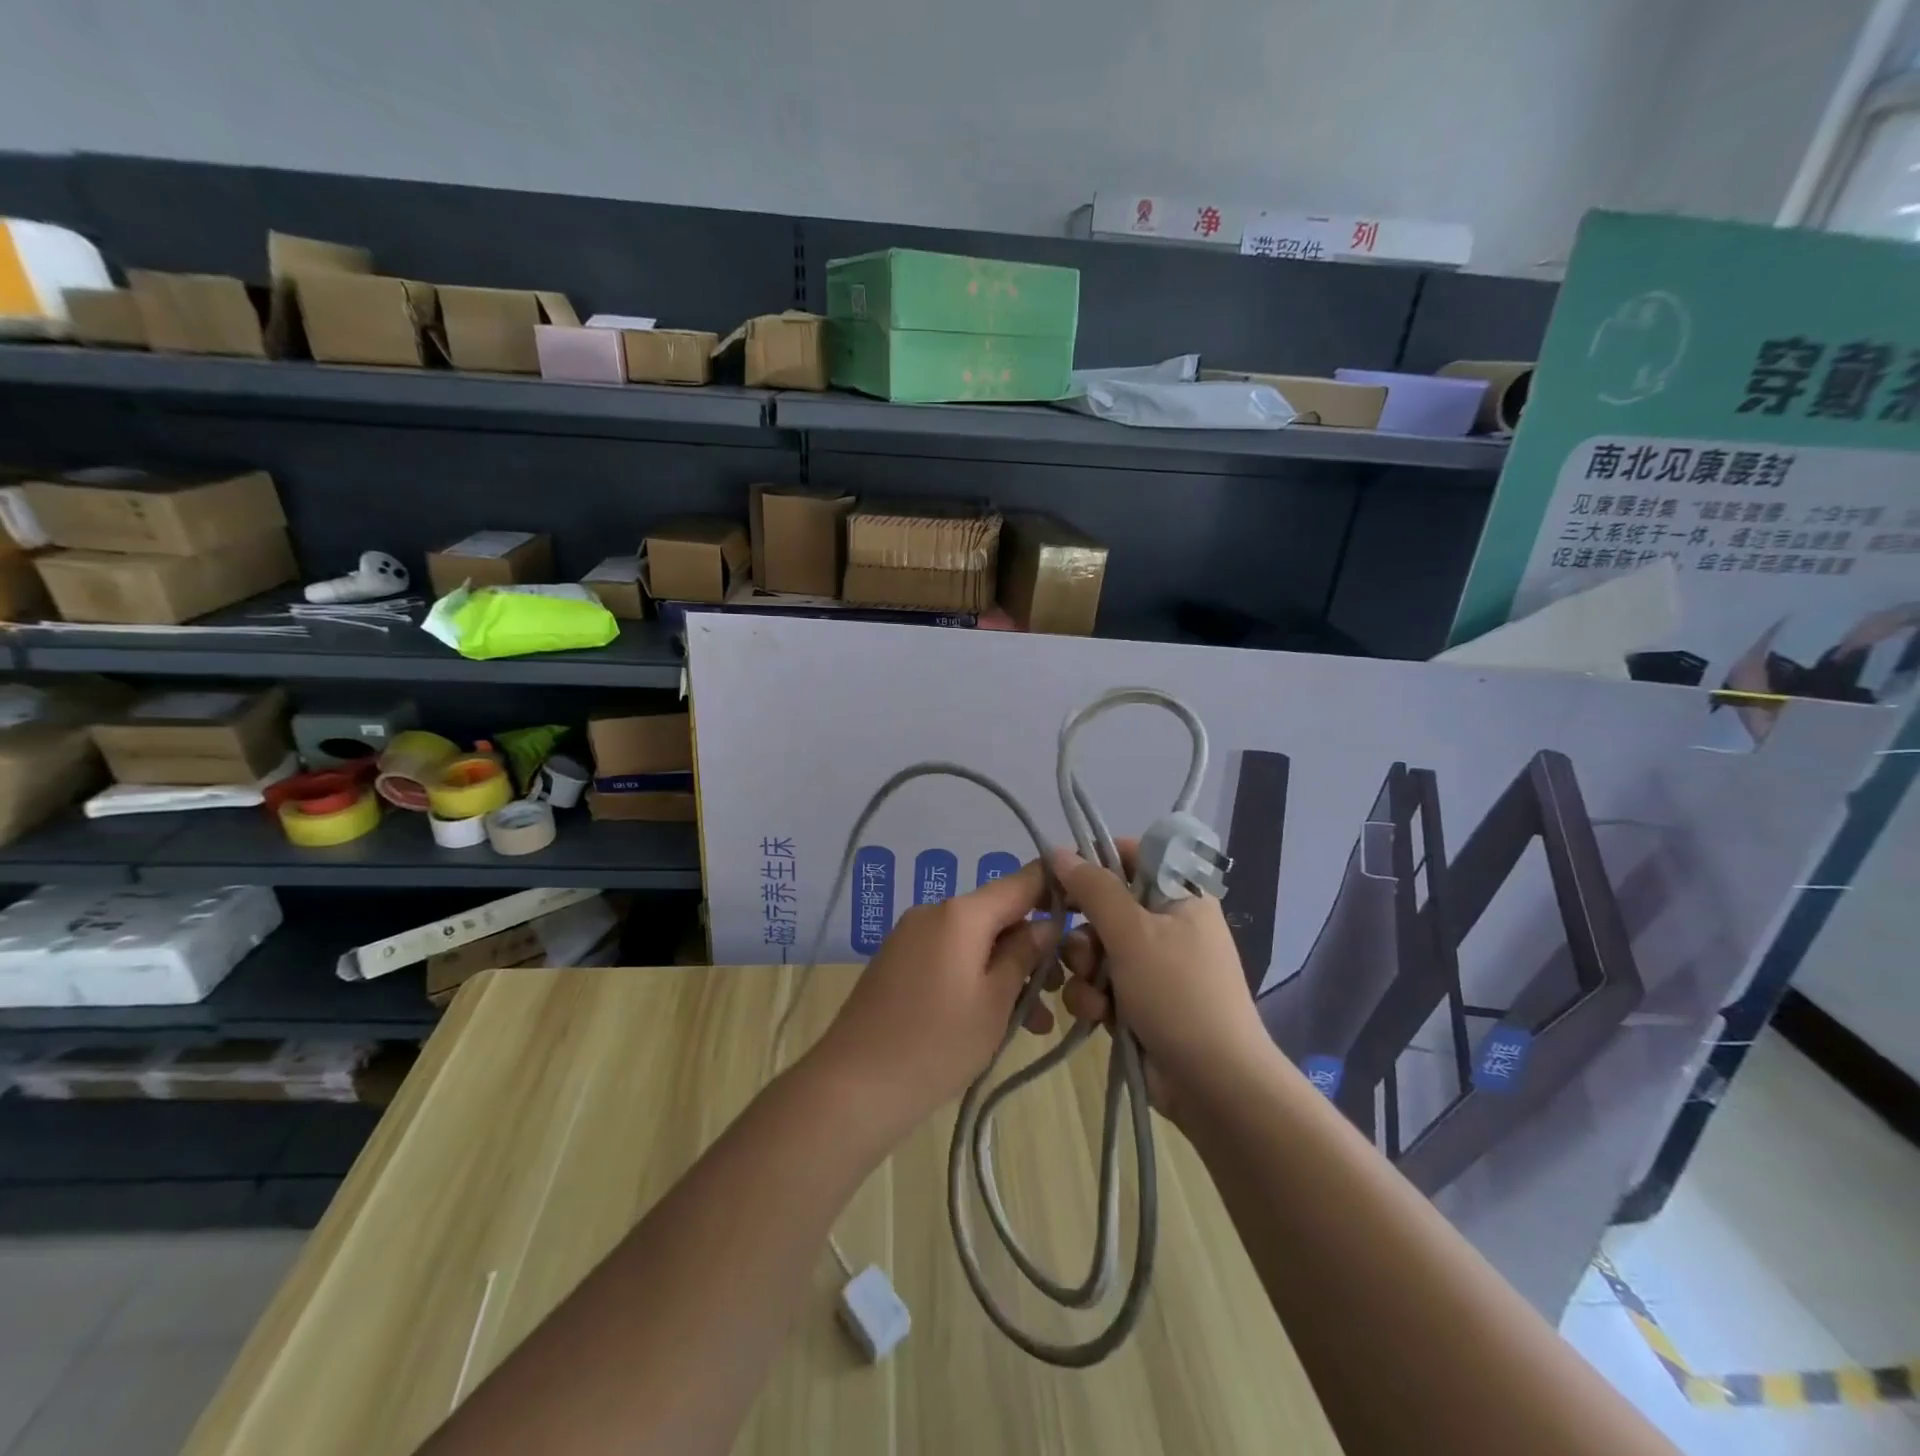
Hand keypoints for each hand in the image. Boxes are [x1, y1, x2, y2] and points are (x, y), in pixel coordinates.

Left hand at [815, 860, 1059, 1130]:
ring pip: (976, 941)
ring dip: (1008, 971)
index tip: (1088, 905)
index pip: (1021, 881)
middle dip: (1033, 948)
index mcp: (960, 913)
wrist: (854, 1087)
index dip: (1056, 887)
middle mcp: (934, 912)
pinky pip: (951, 957)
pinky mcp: (899, 962)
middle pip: (998, 915)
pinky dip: (977, 978)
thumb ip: (1024, 955)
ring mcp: (912, 937)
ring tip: (1035, 1022)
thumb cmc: (936, 1043)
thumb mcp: (995, 1001)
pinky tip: (996, 1019)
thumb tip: (1046, 924)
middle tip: (1062, 991)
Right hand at [1051, 845, 1270, 1124]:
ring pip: (1096, 948)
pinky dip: (1094, 998)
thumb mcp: (1133, 933)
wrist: (1214, 1085)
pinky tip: (1098, 1017)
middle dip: (1085, 933)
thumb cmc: (1178, 994)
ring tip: (1095, 996)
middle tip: (1081, 952)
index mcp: (1179, 894)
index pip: (1131, 856)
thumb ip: (1093, 888)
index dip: (1094, 863)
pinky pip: (1101, 983)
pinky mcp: (1139, 1000)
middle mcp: (1167, 923)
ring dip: (1086, 972)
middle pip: (1105, 906)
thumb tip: (1058, 851)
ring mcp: (1153, 964)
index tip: (1060, 879)